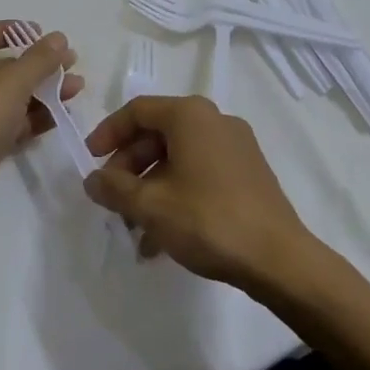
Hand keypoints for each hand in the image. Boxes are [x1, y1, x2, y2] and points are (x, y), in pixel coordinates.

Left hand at [0, 23, 82, 230]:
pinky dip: (34, 117)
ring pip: (9, 97)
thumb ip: (39, 59)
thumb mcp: (11, 82)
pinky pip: (10, 123)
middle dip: (37, 64)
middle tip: (69, 63)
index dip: (10, 29)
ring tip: (76, 88)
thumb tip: (58, 38)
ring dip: (42, 91)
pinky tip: (61, 115)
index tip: (40, 33)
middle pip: (0, 67)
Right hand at [82, 95, 316, 293]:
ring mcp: (235, 146)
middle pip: (158, 134)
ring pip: (178, 157)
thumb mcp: (151, 206)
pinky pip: (200, 172)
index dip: (108, 133)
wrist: (279, 259)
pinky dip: (177, 194)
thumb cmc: (208, 220)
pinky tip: (163, 237)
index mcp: (190, 115)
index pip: (137, 111)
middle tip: (112, 199)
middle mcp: (214, 120)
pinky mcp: (248, 172)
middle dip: (129, 167)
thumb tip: (92, 179)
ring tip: (134, 229)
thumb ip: (115, 189)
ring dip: (151, 187)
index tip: (90, 161)